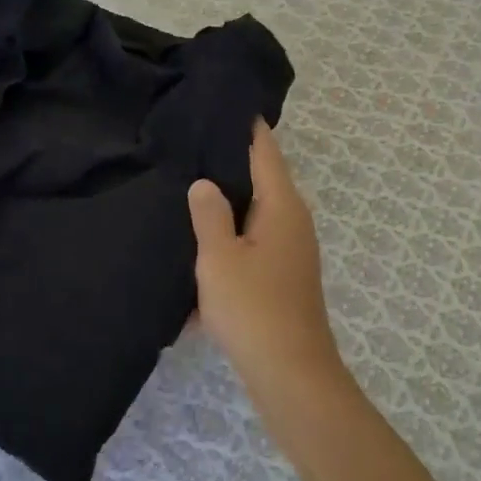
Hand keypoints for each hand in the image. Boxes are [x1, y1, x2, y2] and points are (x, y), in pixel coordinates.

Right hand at [187, 123, 346, 405]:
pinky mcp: (284, 278)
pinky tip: (200, 249)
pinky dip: (230, 244)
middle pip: (262, 181)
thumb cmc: (253, 308)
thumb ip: (209, 215)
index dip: (247, 127)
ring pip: (255, 217)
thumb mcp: (219, 258)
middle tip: (190, 147)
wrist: (290, 374)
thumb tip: (205, 182)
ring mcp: (292, 251)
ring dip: (227, 208)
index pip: (265, 150)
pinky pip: (253, 248)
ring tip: (187, 192)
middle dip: (230, 166)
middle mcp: (294, 221)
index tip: (223, 106)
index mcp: (282, 206)